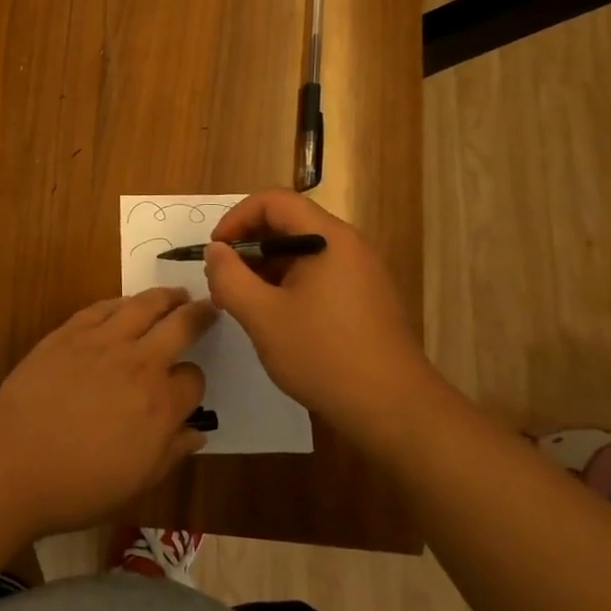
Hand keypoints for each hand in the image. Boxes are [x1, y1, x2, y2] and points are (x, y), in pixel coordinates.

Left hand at [0, 288, 214, 537]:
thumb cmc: (78, 485)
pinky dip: (121, 302)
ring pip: (144, 305)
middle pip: (180, 326)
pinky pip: (103, 307)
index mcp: (161, 405)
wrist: (14, 461)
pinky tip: (126, 303)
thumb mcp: (136, 482)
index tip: (185, 389)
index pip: (194, 379)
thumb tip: (197, 433)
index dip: (193, 384)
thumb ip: (171, 453)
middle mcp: (139, 363)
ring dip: (165, 297)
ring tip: (175, 294)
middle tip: (208, 307)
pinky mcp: (70, 332)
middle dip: (199, 315)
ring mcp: (103, 342)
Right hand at [201, 190, 433, 429]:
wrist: (394, 409)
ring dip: (266, 267)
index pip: (274, 201)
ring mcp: (361, 272)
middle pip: (289, 222)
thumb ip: (230, 277)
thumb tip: (216, 251)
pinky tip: (274, 318)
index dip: (237, 218)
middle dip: (249, 245)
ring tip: (243, 303)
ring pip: (302, 251)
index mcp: (328, 238)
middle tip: (224, 280)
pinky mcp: (365, 297)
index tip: (217, 251)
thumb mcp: (262, 316)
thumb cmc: (323, 355)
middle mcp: (349, 245)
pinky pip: (319, 273)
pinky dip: (288, 283)